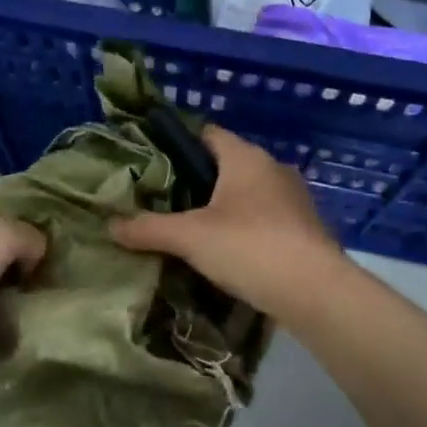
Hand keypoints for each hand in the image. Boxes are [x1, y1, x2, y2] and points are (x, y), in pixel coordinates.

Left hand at [0, 192, 45, 373]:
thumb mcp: (3, 232)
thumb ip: (30, 236)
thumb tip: (38, 254)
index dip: (18, 203)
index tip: (50, 216)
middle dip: (23, 249)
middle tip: (56, 257)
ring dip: (16, 285)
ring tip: (50, 288)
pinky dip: (5, 314)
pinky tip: (31, 314)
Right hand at [109, 125, 340, 318]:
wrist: (316, 292)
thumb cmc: (249, 247)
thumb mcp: (189, 237)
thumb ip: (148, 229)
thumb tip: (109, 226)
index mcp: (245, 157)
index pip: (208, 133)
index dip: (179, 143)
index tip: (153, 163)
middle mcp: (273, 168)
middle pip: (227, 164)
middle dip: (198, 180)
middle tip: (165, 200)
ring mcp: (294, 198)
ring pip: (249, 192)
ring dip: (224, 206)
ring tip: (192, 228)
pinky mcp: (305, 228)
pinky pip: (266, 217)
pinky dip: (246, 227)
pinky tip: (227, 251)